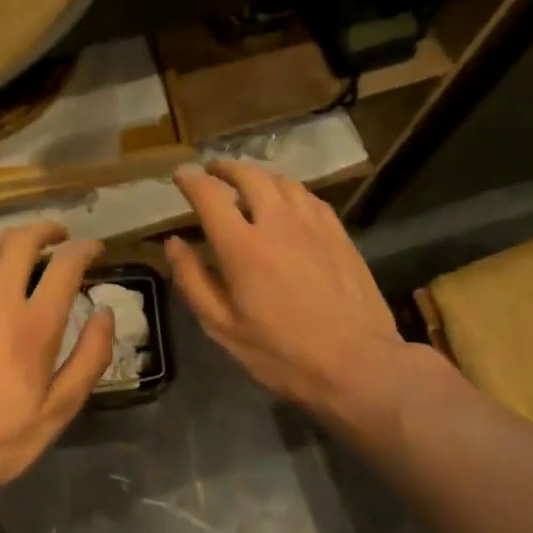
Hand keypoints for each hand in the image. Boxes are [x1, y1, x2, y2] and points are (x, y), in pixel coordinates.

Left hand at [0, 222, 112, 498]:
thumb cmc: (0, 439)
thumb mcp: (59, 409)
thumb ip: (89, 357)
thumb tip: (104, 313)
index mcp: (34, 326)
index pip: (65, 266)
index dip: (85, 250)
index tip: (95, 251)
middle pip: (21, 242)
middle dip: (46, 230)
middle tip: (61, 237)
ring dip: (11, 240)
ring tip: (24, 247)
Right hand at [166, 162, 408, 421]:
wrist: (358, 363)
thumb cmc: (281, 353)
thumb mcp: (222, 327)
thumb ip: (193, 280)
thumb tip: (174, 243)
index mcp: (242, 246)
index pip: (210, 195)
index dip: (190, 180)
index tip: (180, 175)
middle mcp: (277, 222)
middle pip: (248, 176)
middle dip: (224, 168)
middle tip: (211, 171)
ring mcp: (313, 224)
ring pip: (282, 181)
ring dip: (258, 177)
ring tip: (247, 185)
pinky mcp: (339, 233)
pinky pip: (309, 197)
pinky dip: (288, 191)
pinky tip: (287, 204)